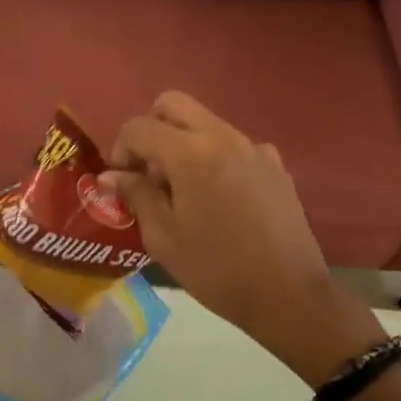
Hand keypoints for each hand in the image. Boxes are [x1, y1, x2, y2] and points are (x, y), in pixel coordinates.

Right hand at [102, 92, 386, 383]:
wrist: (288, 295)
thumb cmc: (216, 269)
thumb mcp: (163, 237)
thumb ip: (136, 195)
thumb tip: (112, 176)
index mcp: (191, 153)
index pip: (140, 127)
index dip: (120, 150)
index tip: (120, 182)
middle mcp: (224, 137)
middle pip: (173, 105)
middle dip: (150, 130)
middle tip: (147, 172)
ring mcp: (255, 148)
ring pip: (205, 124)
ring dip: (182, 144)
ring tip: (181, 192)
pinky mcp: (275, 166)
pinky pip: (233, 146)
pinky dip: (213, 160)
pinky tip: (217, 201)